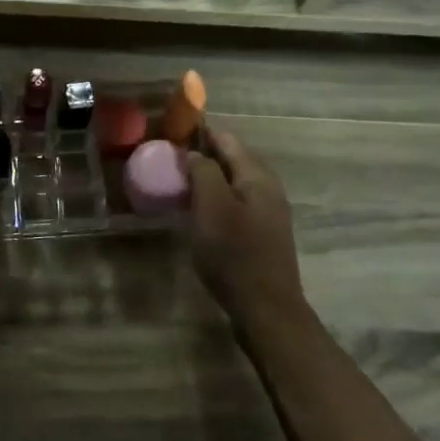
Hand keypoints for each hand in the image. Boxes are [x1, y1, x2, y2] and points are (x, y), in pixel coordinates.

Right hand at [185, 128, 303, 326]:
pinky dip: (216, 198)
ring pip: (234, 182)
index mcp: (257, 176)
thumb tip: (195, 152)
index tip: (171, 133)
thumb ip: (204, 172)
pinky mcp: (262, 234)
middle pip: (233, 159)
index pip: (227, 139)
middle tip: (171, 158)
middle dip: (204, 154)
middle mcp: (268, 188)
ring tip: (180, 182)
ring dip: (209, 178)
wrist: (266, 308)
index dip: (200, 132)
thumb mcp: (211, 207)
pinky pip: (236, 203)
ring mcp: (268, 212)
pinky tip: (198, 211)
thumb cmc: (234, 253)